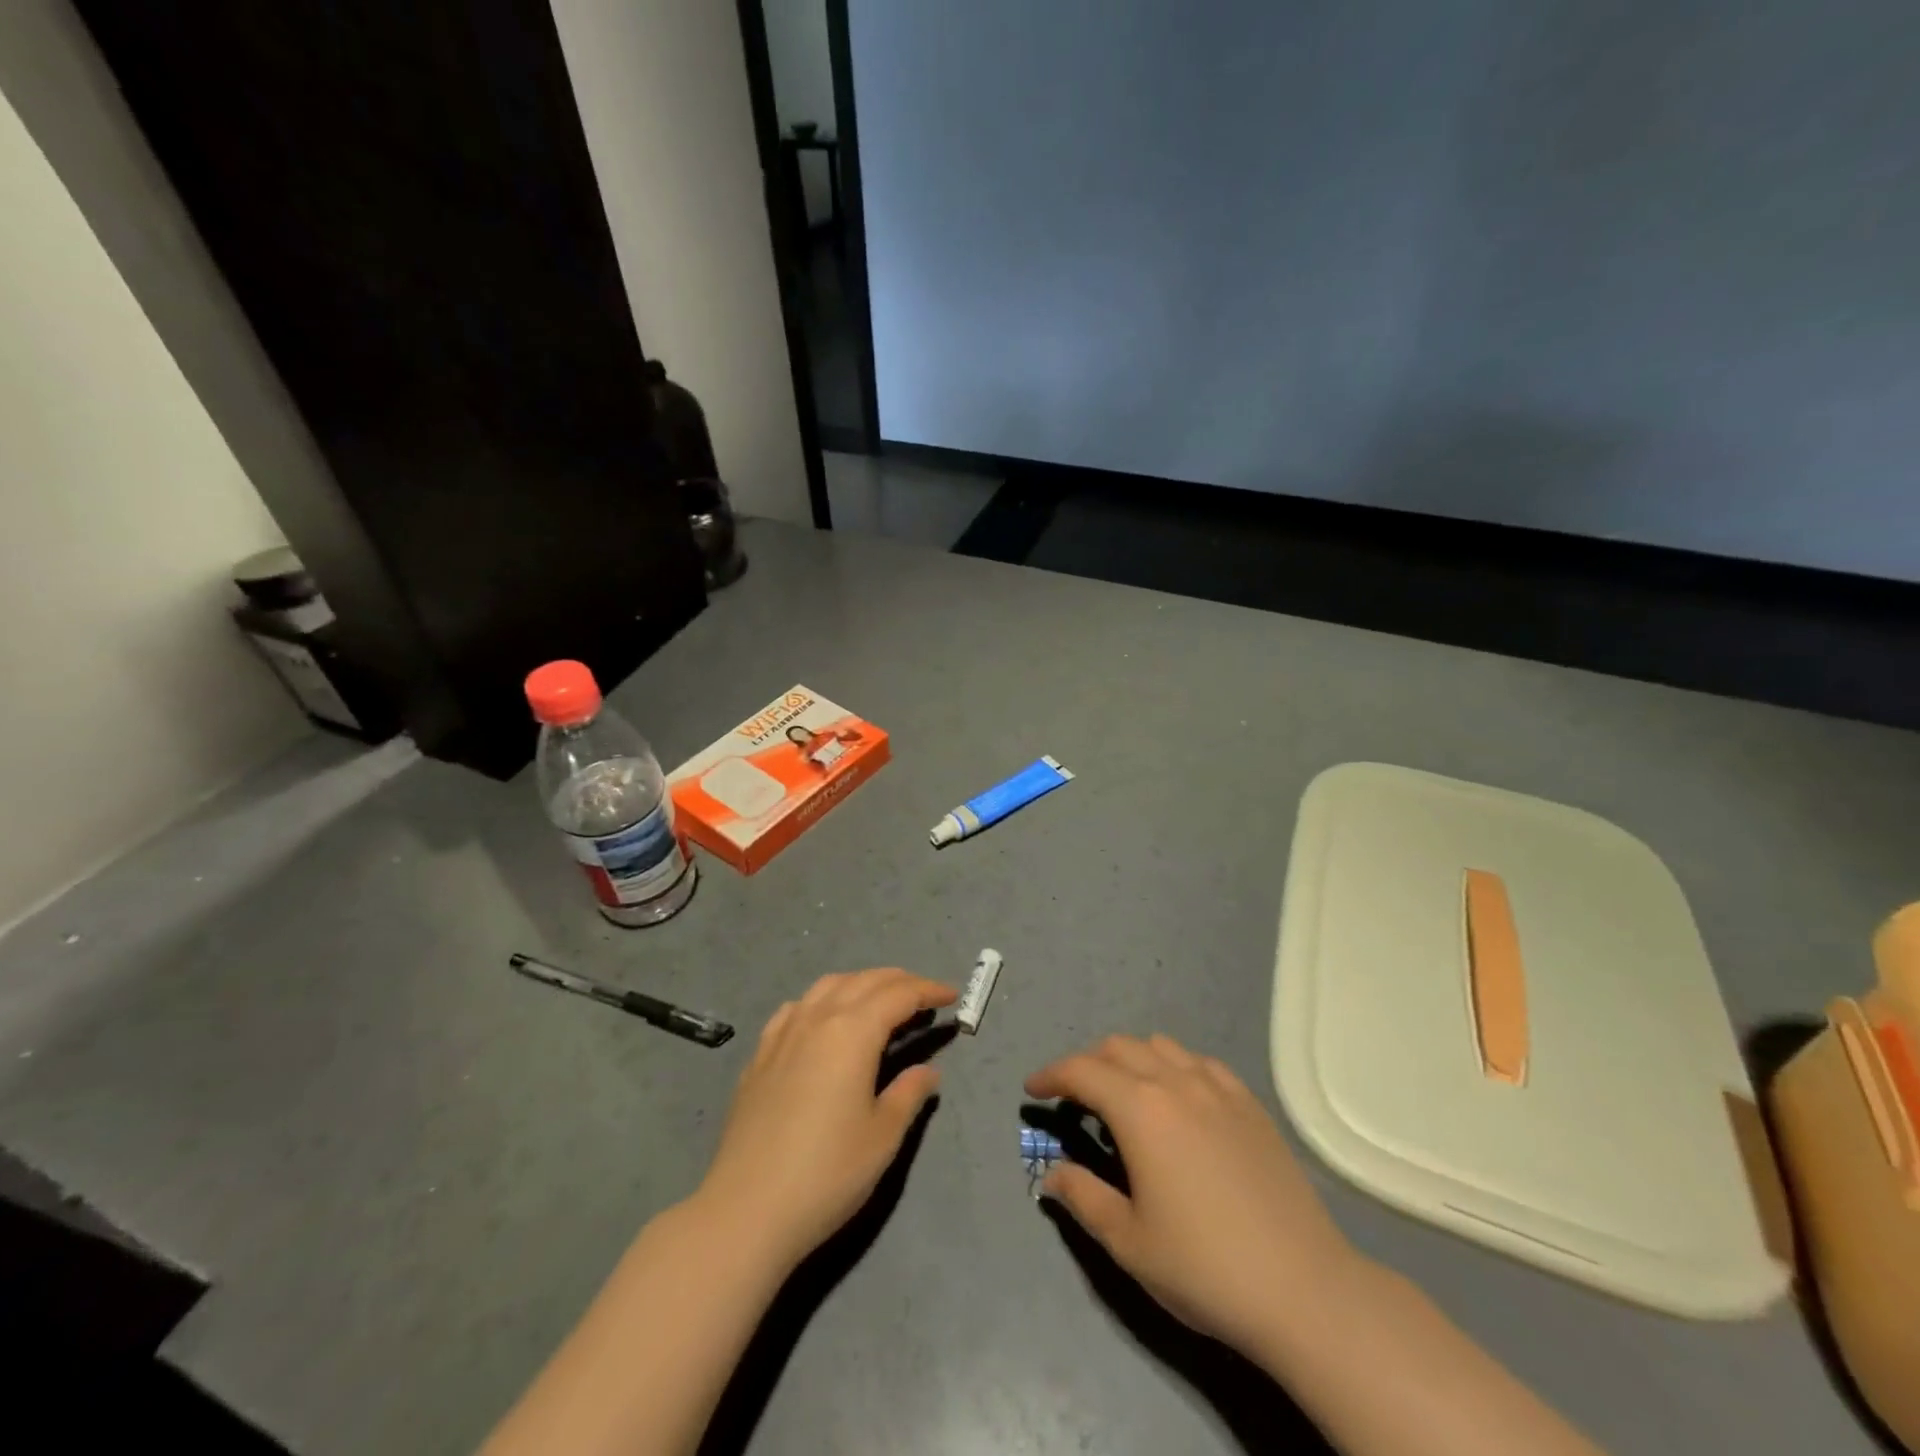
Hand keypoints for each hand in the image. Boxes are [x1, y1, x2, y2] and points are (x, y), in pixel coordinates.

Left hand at [694, 968, 956, 1271]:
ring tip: (880, 1002)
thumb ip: (908, 1093)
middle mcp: (818, 1018)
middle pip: (865, 981)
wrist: (747, 1209)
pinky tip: (824, 1021)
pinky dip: (822, 1001)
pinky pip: (797, 1007)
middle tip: (925, 996)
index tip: (952, 995)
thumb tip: (927, 1071)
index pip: (899, 994)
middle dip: (899, 981)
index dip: (929, 990)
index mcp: (853, 1031)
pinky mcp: (760, 1054)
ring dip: (861, 984)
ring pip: (828, 986)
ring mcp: (784, 1033)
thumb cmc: (827, 1173)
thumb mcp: (883, 1136)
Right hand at [1025, 1034, 1359, 1356]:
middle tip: (1073, 1097)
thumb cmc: (1204, 1266)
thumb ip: (1083, 1196)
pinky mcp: (1249, 1103)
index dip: (1051, 1075)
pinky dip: (1174, 1067)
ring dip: (1130, 1059)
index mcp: (1140, 1109)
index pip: (1081, 1071)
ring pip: (1160, 1046)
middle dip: (1087, 1063)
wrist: (1303, 1288)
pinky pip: (1200, 1063)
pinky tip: (1179, 1098)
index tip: (1032, 1089)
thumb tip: (1051, 1174)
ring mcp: (1218, 1087)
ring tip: (1124, 1094)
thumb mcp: (1128, 1240)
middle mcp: (1175, 1082)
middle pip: (1118, 1048)